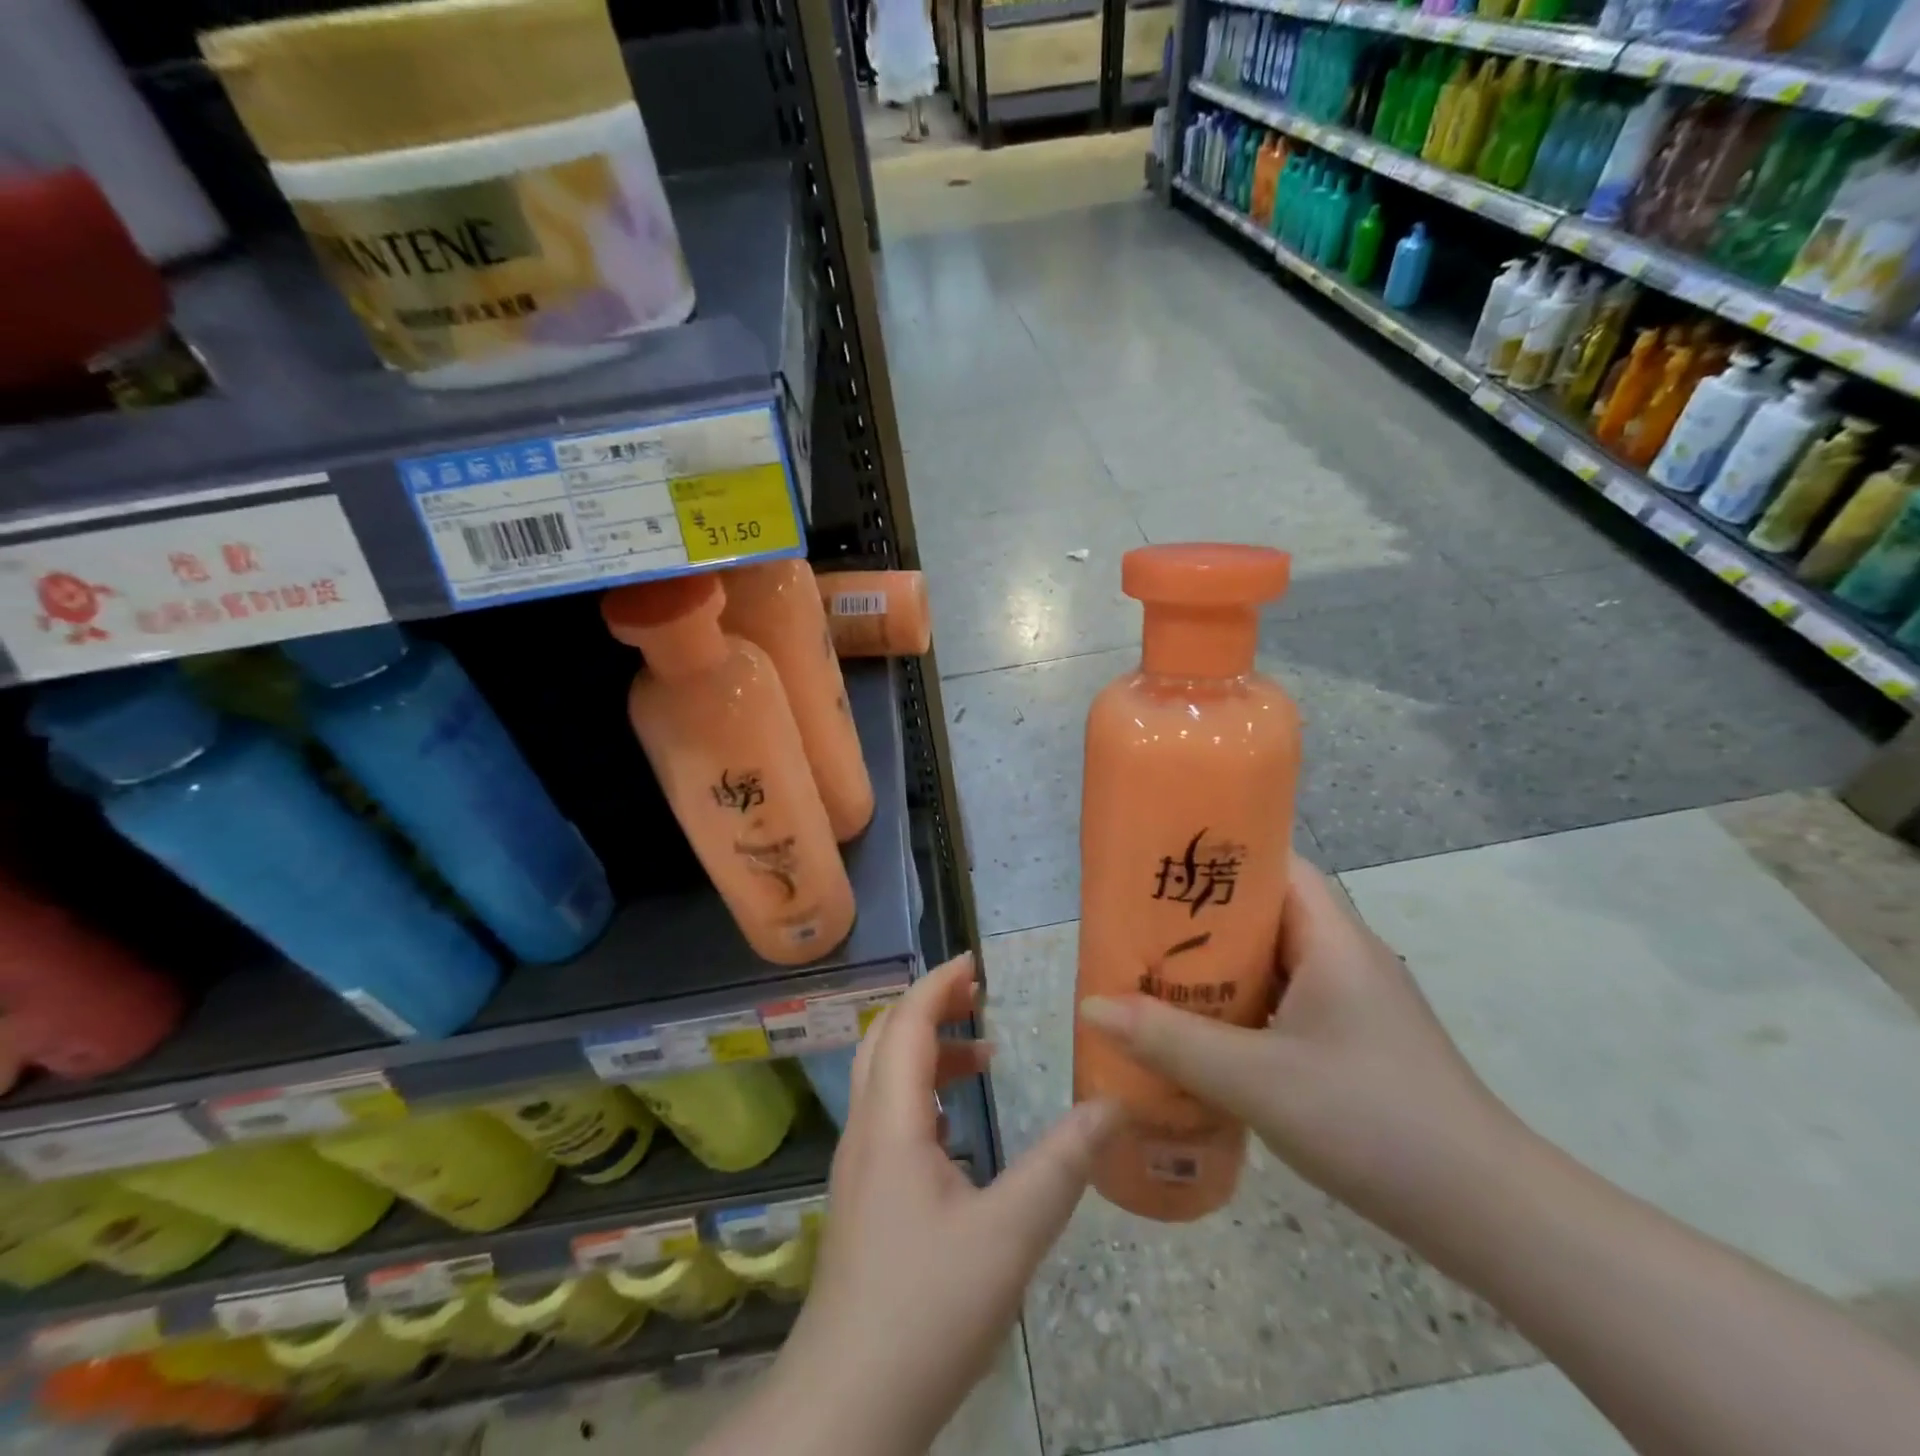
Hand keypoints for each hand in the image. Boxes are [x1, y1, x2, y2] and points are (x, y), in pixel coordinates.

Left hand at [738, 954, 1117, 1455]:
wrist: (847, 1408)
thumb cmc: (926, 1309)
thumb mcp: (1009, 1235)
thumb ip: (1062, 1165)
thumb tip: (1114, 1105)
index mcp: (891, 1123)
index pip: (908, 1024)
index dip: (939, 984)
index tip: (976, 961)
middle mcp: (866, 1132)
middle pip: (886, 1040)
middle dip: (930, 1006)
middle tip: (979, 995)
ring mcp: (858, 1167)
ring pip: (885, 1079)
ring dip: (928, 1052)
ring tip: (983, 1056)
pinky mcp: (862, 1200)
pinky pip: (889, 1116)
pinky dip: (924, 1094)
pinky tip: (959, 1128)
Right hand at [1079, 861, 1515, 1237]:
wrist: (1487, 1214)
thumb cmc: (1372, 1121)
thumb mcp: (1257, 1079)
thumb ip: (1171, 1041)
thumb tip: (1091, 1006)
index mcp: (1332, 937)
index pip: (1274, 863)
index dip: (1218, 856)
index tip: (1158, 865)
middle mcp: (1343, 955)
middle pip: (1264, 910)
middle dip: (1200, 916)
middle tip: (1137, 925)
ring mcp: (1351, 1000)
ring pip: (1271, 960)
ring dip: (1218, 965)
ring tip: (1153, 973)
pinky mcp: (1351, 1039)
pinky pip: (1282, 1000)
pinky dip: (1240, 1004)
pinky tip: (1201, 1032)